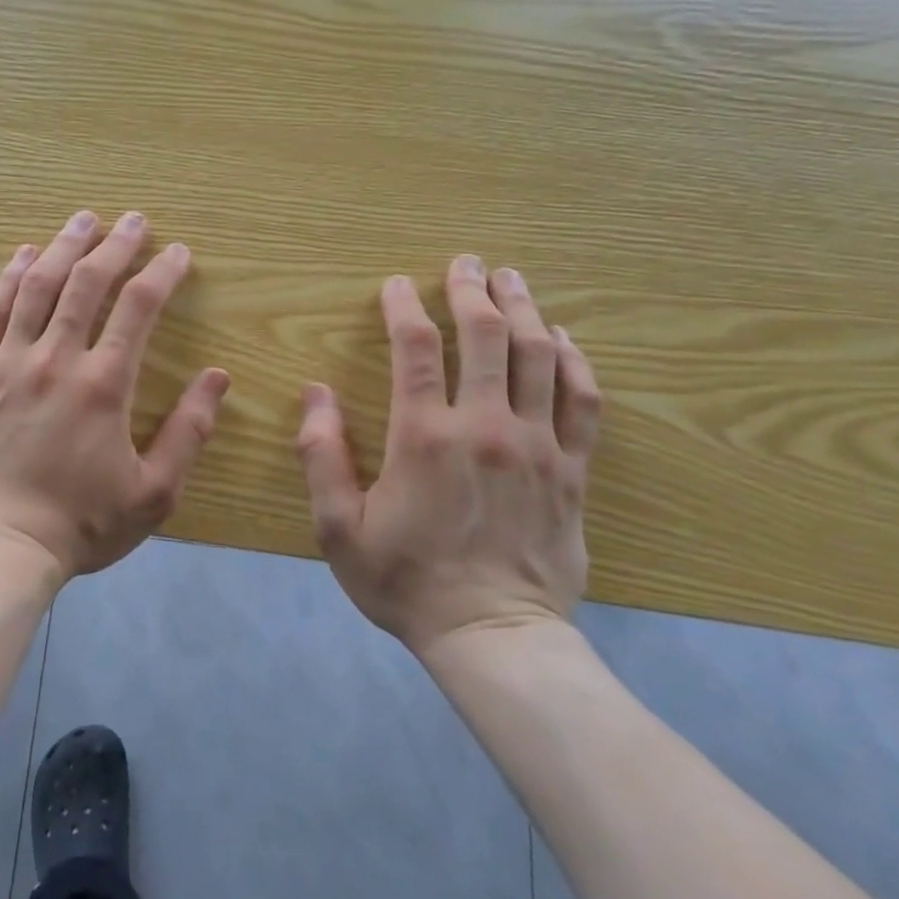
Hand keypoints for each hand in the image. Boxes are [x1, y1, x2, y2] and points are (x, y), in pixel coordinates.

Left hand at [0, 209, 231, 582]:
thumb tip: (218, 378)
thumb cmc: (81, 524)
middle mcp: (55, 360)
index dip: (162, 273)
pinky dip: (7, 279)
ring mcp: (7, 364)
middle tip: (133, 219)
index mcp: (104, 384)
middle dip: (115, 245)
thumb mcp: (154, 492)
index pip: (139, 308)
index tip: (177, 252)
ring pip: (36, 288)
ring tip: (82, 220)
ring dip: (62, 247)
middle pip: (87, 284)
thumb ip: (189, 431)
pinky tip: (22, 256)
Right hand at [295, 255, 600, 652]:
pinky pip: (583, 401)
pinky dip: (574, 361)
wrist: (493, 636)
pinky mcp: (571, 470)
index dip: (404, 307)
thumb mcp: (337, 528)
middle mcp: (485, 428)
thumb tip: (315, 393)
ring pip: (538, 358)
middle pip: (486, 338)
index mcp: (424, 438)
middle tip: (466, 262)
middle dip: (472, 290)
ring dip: (523, 310)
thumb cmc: (405, 581)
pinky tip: (561, 337)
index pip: (416, 349)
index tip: (397, 284)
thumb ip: (320, 456)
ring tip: (511, 279)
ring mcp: (536, 446)